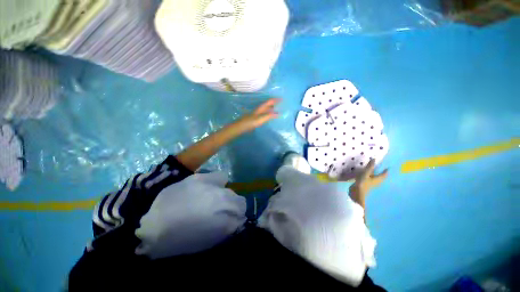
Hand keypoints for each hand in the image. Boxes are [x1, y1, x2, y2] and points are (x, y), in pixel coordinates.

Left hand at [236, 98, 279, 132]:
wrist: (241, 127)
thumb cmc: (250, 122)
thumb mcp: (260, 119)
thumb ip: (269, 116)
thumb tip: (278, 113)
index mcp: (260, 109)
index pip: (269, 102)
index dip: (275, 100)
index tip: (281, 99)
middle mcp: (258, 110)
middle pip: (267, 105)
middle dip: (273, 104)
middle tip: (280, 104)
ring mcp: (256, 114)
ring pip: (265, 110)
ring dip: (270, 109)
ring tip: (276, 110)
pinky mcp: (255, 119)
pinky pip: (263, 114)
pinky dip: (267, 114)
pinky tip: (268, 117)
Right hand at [349, 159, 387, 207]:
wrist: (356, 193)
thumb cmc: (363, 182)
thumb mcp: (366, 173)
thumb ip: (370, 166)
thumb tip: (374, 159)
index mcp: (377, 179)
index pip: (383, 174)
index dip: (385, 171)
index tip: (388, 168)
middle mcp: (375, 182)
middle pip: (380, 178)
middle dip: (381, 174)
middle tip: (382, 170)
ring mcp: (370, 184)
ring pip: (375, 180)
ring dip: (375, 176)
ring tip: (374, 173)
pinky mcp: (365, 186)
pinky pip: (369, 181)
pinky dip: (369, 178)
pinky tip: (366, 177)